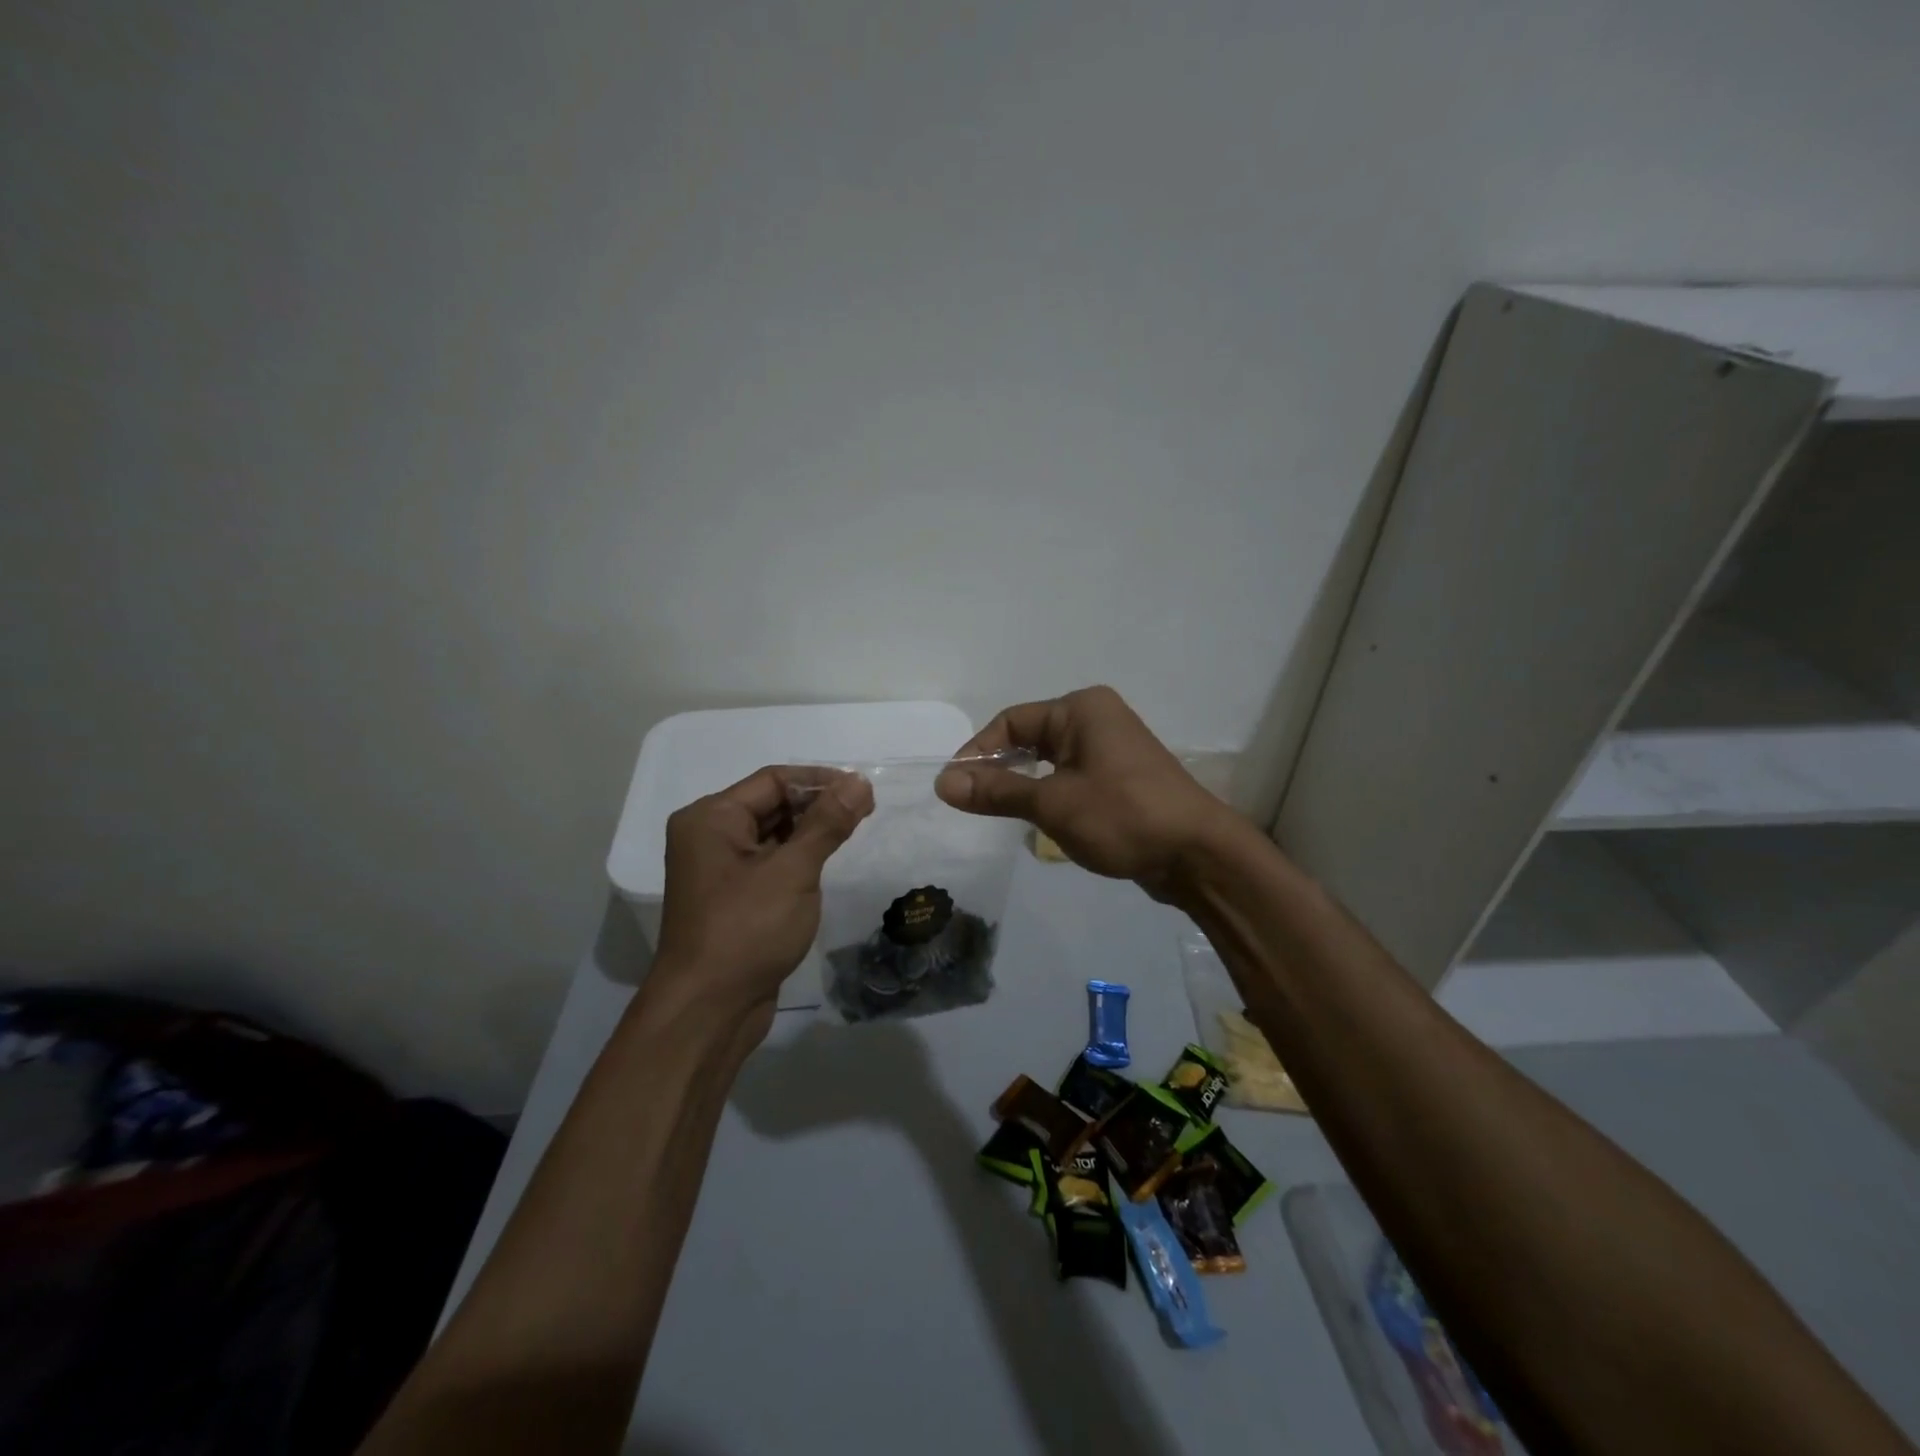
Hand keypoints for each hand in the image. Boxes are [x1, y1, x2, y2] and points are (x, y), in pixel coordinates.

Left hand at [650, 766, 873, 1040]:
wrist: (708, 1010)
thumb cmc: (747, 930)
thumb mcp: (793, 871)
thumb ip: (828, 823)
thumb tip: (859, 782)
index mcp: (712, 818)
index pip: (773, 780)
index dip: (820, 780)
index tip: (863, 791)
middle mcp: (709, 836)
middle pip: (770, 804)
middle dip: (817, 805)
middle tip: (865, 812)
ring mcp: (718, 869)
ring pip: (772, 834)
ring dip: (810, 832)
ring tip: (853, 834)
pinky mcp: (731, 898)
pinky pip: (769, 862)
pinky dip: (797, 858)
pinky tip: (826, 864)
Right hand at [934, 685, 1239, 898]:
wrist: (1198, 854)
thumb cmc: (1123, 816)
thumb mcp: (1052, 803)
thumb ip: (997, 791)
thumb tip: (943, 783)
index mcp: (1081, 709)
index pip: (1011, 721)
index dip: (978, 752)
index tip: (955, 788)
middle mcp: (1096, 719)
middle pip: (1029, 738)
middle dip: (999, 769)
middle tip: (971, 803)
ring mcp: (1111, 749)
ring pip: (1049, 761)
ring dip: (1022, 785)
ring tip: (998, 814)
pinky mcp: (1120, 779)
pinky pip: (1070, 778)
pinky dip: (1048, 795)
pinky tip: (1036, 821)